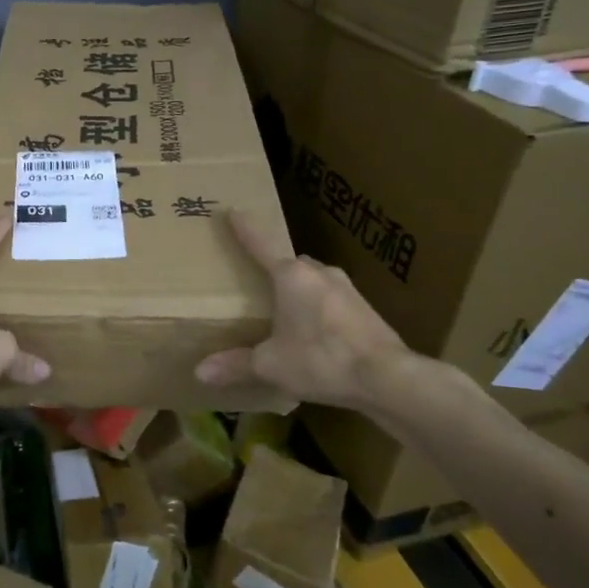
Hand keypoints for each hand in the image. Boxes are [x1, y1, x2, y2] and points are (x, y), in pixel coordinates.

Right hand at [195, 212, 413, 411]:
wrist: (387, 378)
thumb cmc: (321, 359)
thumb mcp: (271, 364)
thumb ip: (236, 364)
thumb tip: (201, 372)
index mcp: (291, 276)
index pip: (261, 244)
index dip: (245, 228)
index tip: (234, 209)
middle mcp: (320, 273)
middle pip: (291, 263)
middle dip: (274, 269)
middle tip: (258, 283)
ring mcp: (347, 289)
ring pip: (314, 281)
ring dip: (299, 291)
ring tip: (285, 313)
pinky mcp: (365, 310)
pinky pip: (332, 300)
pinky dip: (319, 309)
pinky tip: (315, 334)